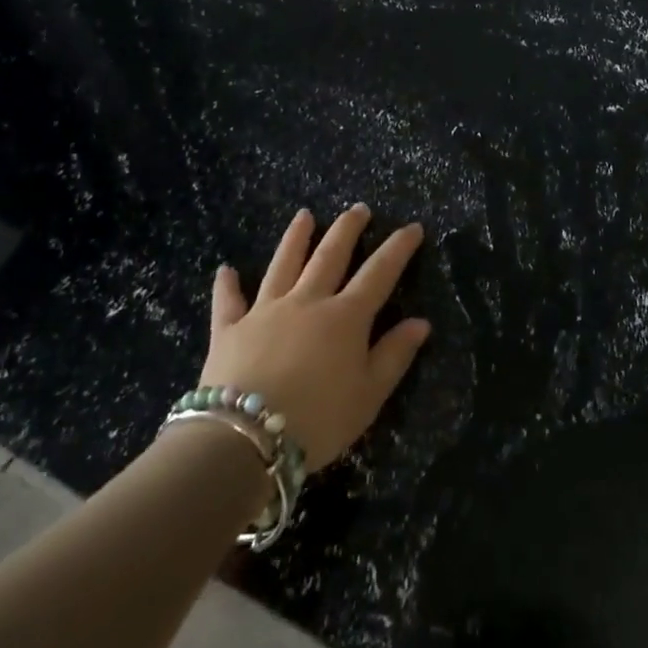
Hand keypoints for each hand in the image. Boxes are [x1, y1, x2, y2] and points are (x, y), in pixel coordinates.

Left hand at [200, 205, 431, 467]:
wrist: (243, 439)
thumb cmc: (317, 420)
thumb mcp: (368, 395)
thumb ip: (394, 355)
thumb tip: (421, 322)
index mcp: (345, 317)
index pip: (379, 273)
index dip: (398, 248)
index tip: (412, 227)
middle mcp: (307, 302)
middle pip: (330, 256)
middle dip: (347, 229)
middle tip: (358, 208)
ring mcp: (265, 311)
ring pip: (283, 265)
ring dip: (295, 238)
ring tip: (304, 216)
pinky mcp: (229, 329)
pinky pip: (228, 301)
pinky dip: (227, 285)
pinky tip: (226, 269)